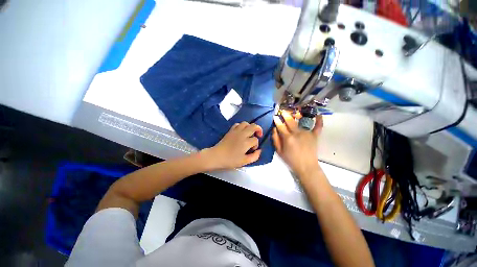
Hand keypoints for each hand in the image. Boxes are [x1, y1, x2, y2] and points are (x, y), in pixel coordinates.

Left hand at [203, 122, 262, 169]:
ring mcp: (235, 131)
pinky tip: (241, 131)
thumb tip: (259, 150)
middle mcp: (242, 134)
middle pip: (253, 126)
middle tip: (258, 135)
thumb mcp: (244, 161)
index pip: (255, 139)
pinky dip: (241, 126)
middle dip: (258, 129)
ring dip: (250, 126)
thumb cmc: (231, 160)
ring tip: (250, 132)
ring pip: (245, 123)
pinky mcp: (230, 131)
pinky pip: (237, 124)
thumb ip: (254, 156)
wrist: (217, 156)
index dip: (256, 144)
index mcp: (246, 142)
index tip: (252, 149)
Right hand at [272, 111, 322, 175]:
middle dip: (285, 114)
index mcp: (287, 138)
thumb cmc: (291, 160)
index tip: (275, 116)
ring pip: (301, 121)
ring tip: (295, 110)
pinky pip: (318, 126)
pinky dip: (319, 120)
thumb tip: (274, 129)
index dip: (277, 120)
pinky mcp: (315, 135)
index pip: (280, 126)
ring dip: (297, 114)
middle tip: (282, 110)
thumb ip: (275, 139)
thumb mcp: (279, 151)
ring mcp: (307, 133)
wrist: (306, 167)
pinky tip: (318, 114)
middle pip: (290, 121)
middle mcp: (297, 133)